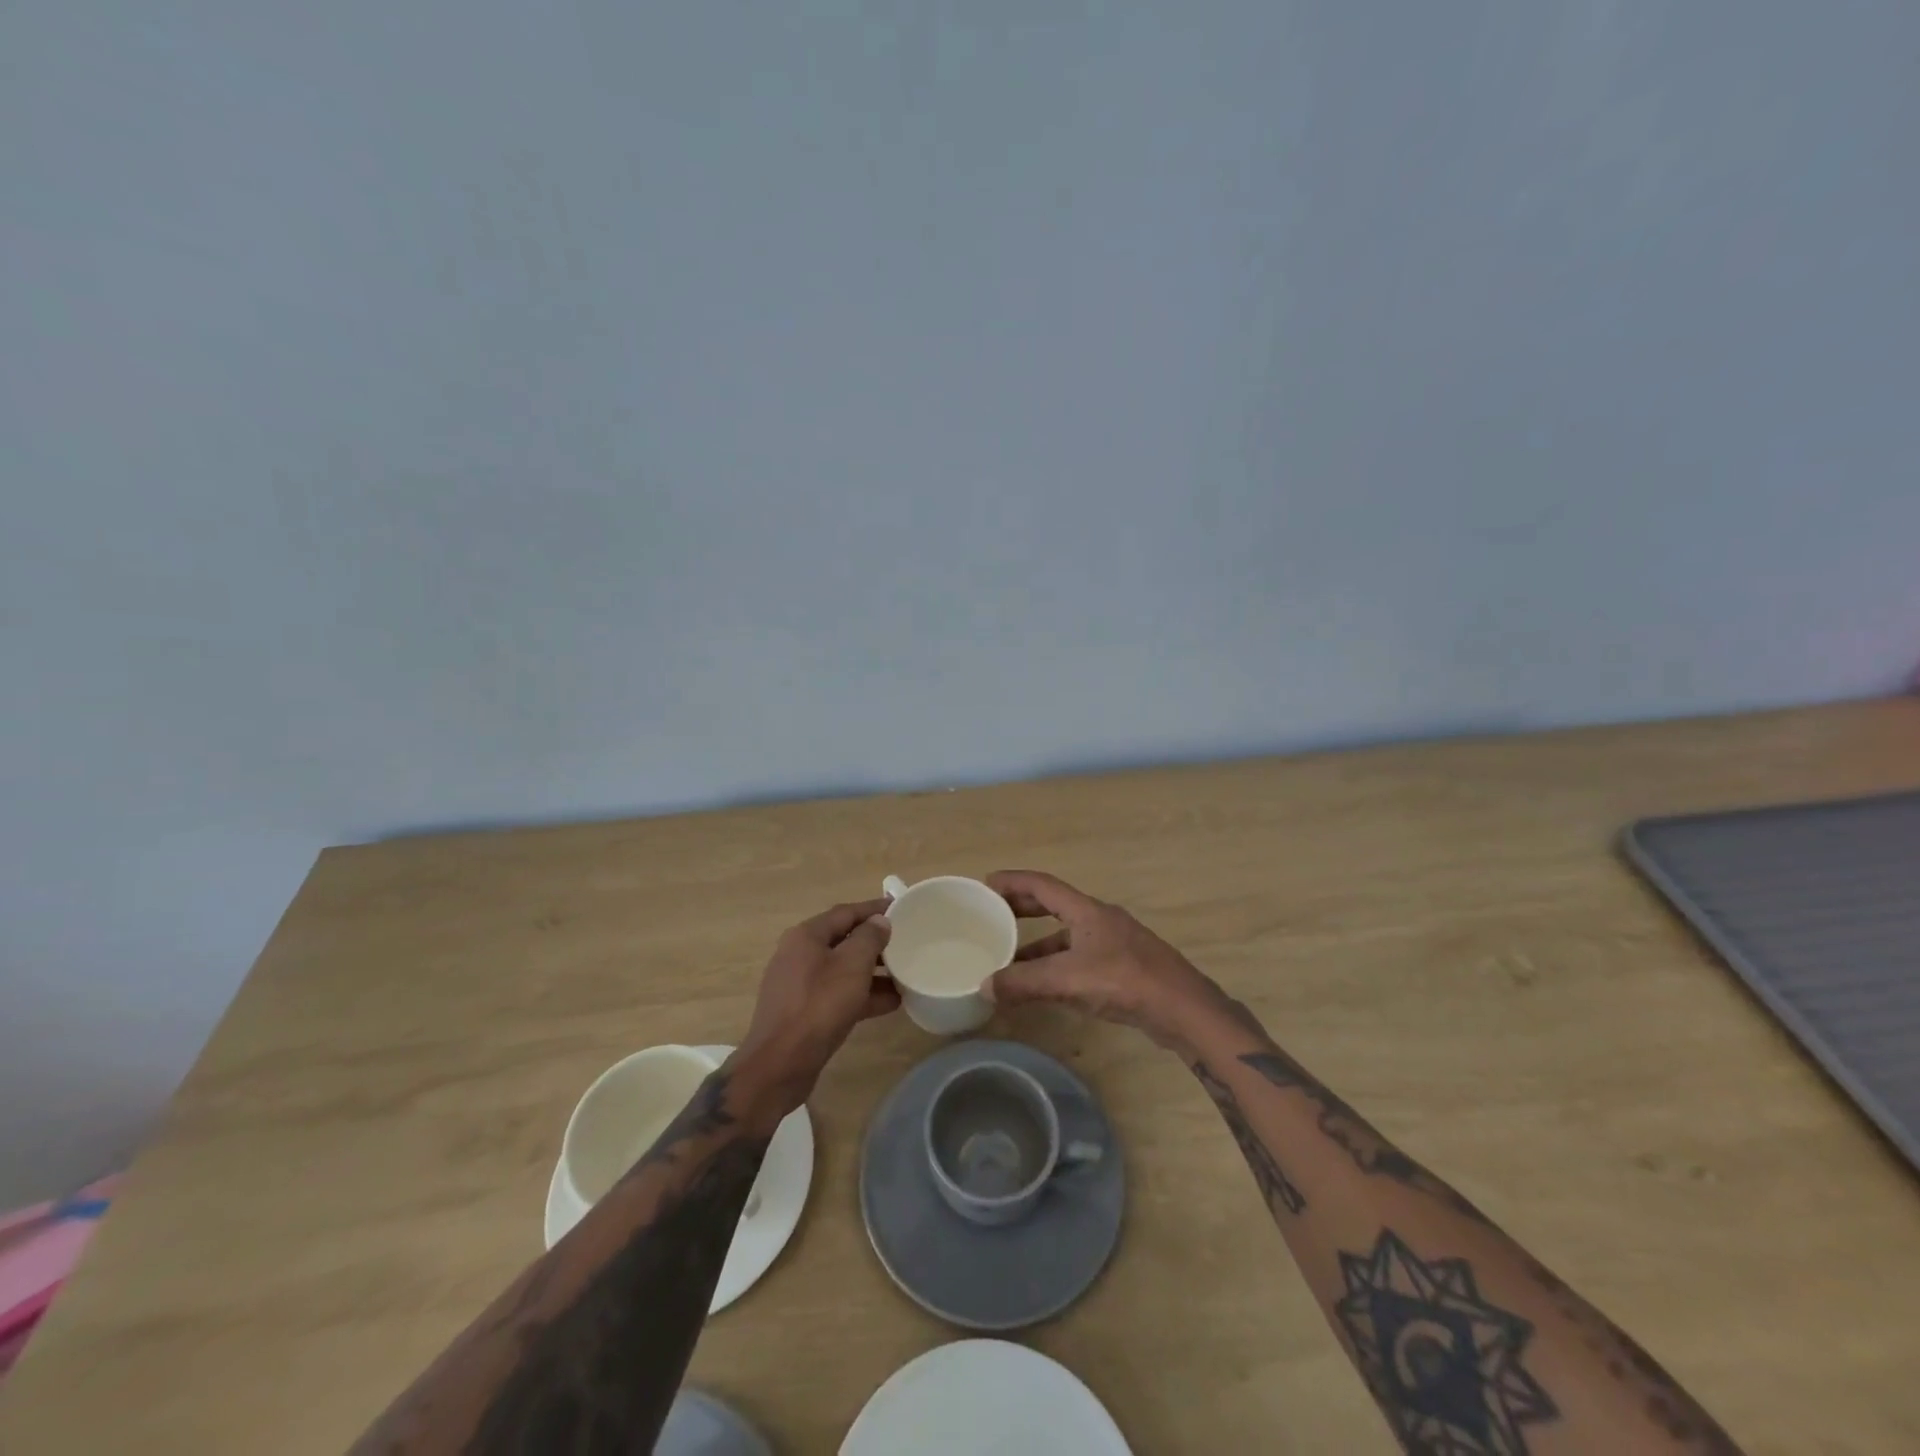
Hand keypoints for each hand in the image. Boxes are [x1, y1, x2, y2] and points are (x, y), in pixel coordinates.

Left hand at [732, 899, 898, 1120]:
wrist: (780, 1065)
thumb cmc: (818, 1006)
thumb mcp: (851, 966)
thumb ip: (869, 939)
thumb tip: (879, 922)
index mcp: (806, 936)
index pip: (845, 912)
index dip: (874, 909)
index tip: (901, 907)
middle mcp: (799, 954)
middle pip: (843, 940)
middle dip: (875, 943)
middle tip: (907, 943)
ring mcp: (799, 984)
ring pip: (842, 969)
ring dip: (873, 972)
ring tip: (905, 975)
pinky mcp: (804, 1011)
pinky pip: (838, 994)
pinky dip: (862, 995)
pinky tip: (891, 1003)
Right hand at [985, 870, 1230, 1049]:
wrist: (1184, 1010)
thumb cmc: (1126, 982)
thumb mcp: (1069, 981)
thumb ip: (1025, 982)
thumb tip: (985, 985)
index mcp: (1087, 911)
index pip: (1042, 885)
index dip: (1013, 881)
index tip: (986, 884)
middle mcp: (1100, 920)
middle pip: (1054, 905)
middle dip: (1022, 909)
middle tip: (993, 915)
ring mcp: (1113, 944)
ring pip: (1066, 936)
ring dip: (1037, 944)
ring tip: (1009, 958)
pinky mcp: (1122, 969)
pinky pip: (1078, 958)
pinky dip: (1056, 965)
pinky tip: (1043, 986)